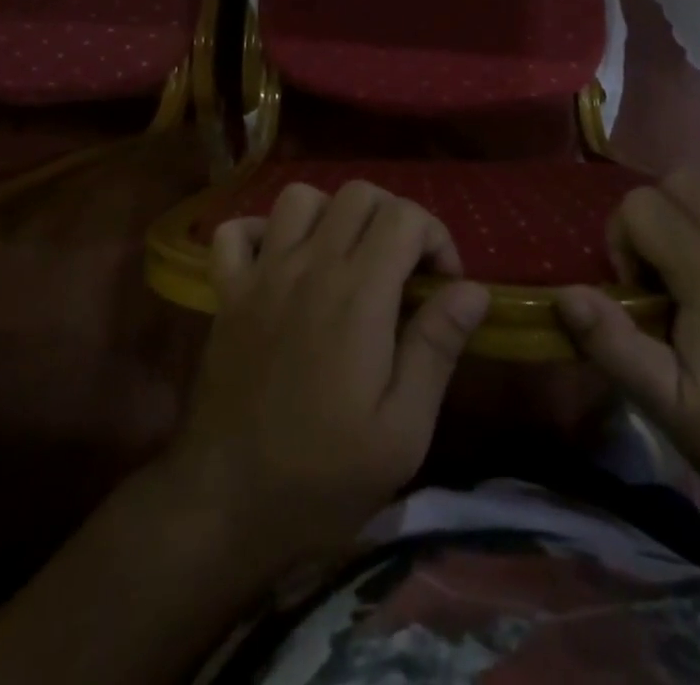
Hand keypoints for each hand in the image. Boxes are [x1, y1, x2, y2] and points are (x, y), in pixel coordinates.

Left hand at [161, 180, 490, 571]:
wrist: (226, 505)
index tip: (443, 284)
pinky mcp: (227, 292)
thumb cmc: (324, 476)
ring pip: (300, 197)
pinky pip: (236, 231)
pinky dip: (262, 231)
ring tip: (347, 258)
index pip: (405, 216)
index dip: (436, 236)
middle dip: (394, 217)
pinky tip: (281, 261)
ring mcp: (261, 274)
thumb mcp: (402, 431)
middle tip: (403, 269)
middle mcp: (309, 266)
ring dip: (332, 215)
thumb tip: (473, 289)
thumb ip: (436, 347)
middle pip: (358, 194)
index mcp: (358, 294)